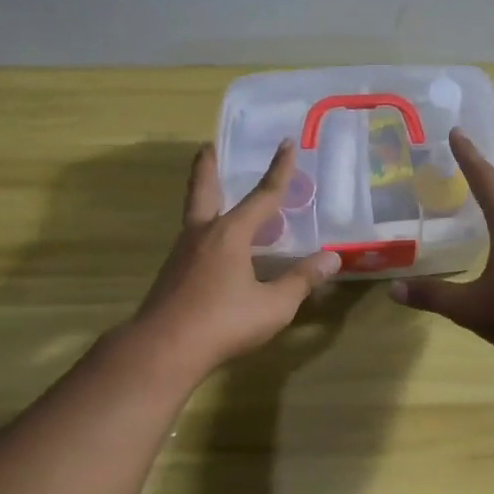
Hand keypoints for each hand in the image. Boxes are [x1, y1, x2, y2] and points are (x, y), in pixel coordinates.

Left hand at [134, 141, 341, 374]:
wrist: (162, 350)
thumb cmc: (223, 323)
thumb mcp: (274, 305)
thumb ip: (301, 280)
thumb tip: (331, 258)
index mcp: (230, 234)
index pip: (262, 195)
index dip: (279, 170)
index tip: (288, 143)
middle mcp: (203, 234)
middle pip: (204, 190)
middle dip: (208, 167)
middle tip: (208, 146)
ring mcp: (182, 253)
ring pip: (196, 214)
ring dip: (206, 197)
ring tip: (219, 195)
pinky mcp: (172, 273)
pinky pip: (194, 239)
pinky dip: (206, 229)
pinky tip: (217, 247)